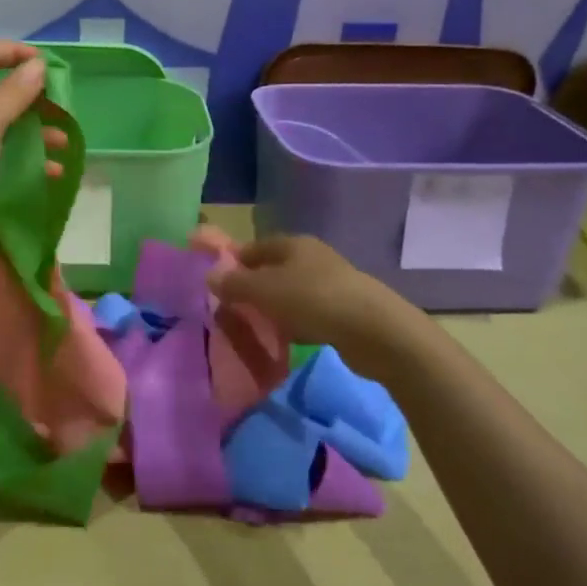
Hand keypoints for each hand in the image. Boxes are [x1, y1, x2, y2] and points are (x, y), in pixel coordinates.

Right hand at [208, 235, 421, 354]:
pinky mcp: (342, 311)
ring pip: (289, 294)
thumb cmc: (314, 300)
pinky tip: (286, 341)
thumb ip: (235, 283)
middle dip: (251, 289)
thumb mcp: (266, 290)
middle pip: (271, 270)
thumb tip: (210, 276)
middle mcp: (311, 258)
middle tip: (231, 310)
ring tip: (255, 329)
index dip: (233, 262)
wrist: (376, 332)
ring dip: (272, 309)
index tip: (215, 284)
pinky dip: (293, 324)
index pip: (253, 247)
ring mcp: (329, 284)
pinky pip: (307, 314)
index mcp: (292, 244)